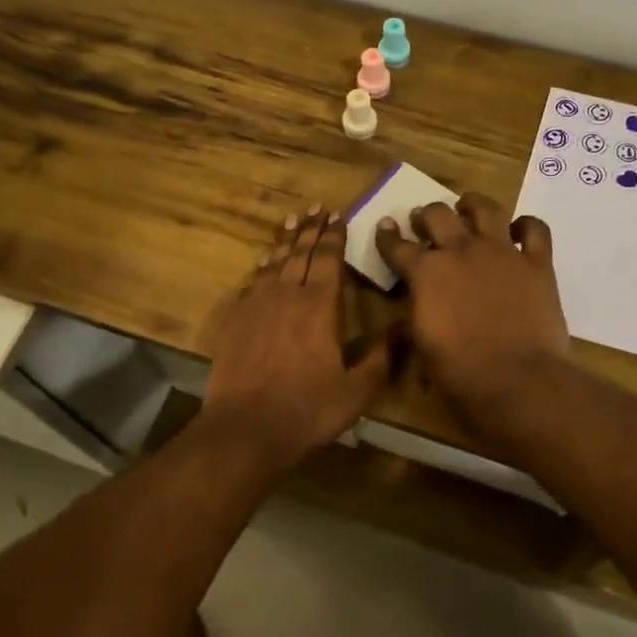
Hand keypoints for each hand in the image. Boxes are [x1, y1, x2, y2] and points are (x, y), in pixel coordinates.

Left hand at [203, 206, 394, 474]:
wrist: (245, 428)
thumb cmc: (307, 410)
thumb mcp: (356, 391)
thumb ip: (380, 358)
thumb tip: (401, 329)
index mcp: (319, 307)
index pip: (328, 260)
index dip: (334, 236)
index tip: (338, 216)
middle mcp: (286, 295)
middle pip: (300, 253)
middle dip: (311, 230)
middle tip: (316, 208)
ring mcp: (256, 306)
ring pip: (273, 263)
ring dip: (285, 242)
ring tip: (292, 222)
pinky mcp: (235, 321)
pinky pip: (251, 283)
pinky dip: (261, 268)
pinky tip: (264, 265)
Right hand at [375, 194, 569, 421]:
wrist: (516, 380)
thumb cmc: (459, 372)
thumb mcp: (421, 346)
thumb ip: (416, 315)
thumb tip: (415, 306)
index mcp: (425, 273)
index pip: (397, 246)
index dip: (387, 235)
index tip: (386, 226)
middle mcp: (461, 251)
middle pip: (437, 215)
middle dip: (426, 216)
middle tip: (424, 221)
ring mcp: (501, 252)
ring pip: (485, 209)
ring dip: (472, 205)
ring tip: (467, 207)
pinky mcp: (537, 263)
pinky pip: (535, 230)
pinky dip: (526, 226)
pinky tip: (519, 231)